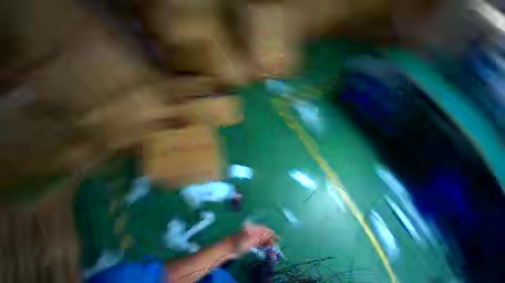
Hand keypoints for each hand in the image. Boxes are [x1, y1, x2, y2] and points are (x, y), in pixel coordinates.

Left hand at [229, 224, 276, 256]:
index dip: (271, 233)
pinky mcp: (250, 241)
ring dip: (267, 243)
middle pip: (264, 233)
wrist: (229, 248)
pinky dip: (263, 245)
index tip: (277, 238)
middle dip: (270, 239)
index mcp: (253, 227)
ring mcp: (251, 236)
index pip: (265, 229)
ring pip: (262, 238)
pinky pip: (259, 242)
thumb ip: (261, 236)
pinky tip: (266, 248)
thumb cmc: (240, 242)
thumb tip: (270, 233)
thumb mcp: (251, 239)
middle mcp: (253, 230)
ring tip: (272, 249)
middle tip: (276, 247)